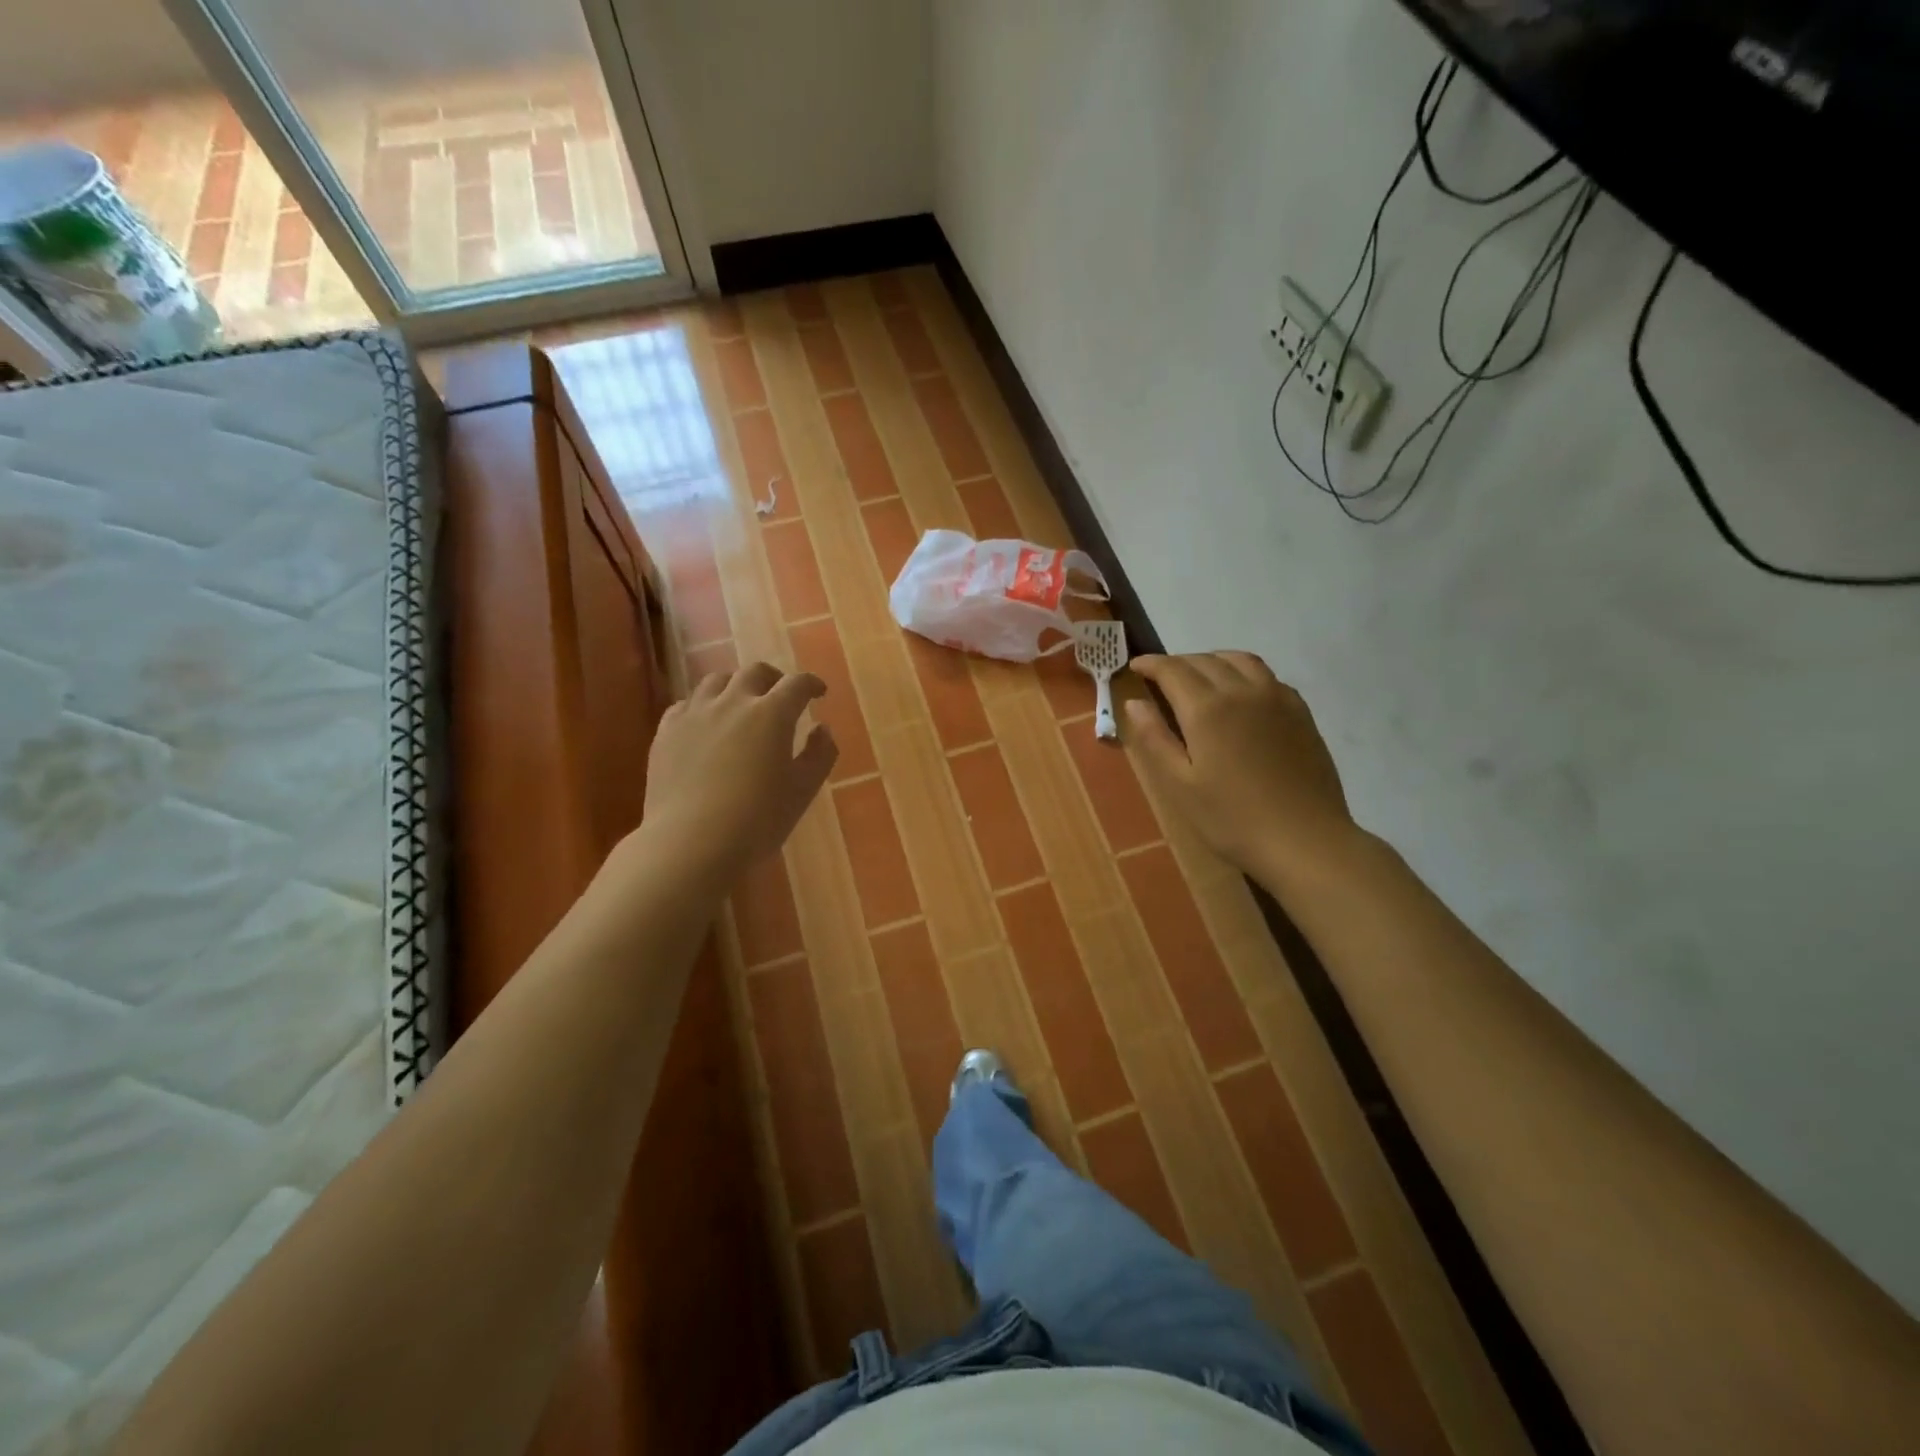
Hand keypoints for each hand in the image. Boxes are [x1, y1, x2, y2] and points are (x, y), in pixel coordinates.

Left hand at [640, 662, 837, 878]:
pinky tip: (706, 723)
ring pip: (716, 681)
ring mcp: (695, 713)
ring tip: (741, 703)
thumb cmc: (757, 820)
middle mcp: (733, 702)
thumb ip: (820, 755)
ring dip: (735, 686)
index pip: (797, 684)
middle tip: (781, 695)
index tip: (819, 693)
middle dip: (773, 678)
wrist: (690, 842)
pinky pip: (686, 704)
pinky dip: (703, 705)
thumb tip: (822, 729)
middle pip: (755, 672)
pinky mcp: (666, 731)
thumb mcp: (803, 791)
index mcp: (772, 714)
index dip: (811, 684)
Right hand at [1127, 652, 1359, 886]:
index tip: (1135, 666)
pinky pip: (1266, 676)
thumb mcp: (1179, 784)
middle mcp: (1242, 690)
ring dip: (1212, 661)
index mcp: (1207, 708)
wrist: (1304, 840)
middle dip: (1177, 663)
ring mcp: (1276, 698)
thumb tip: (1134, 702)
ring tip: (1198, 677)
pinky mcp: (1300, 711)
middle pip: (1204, 660)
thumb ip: (1154, 738)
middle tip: (1160, 678)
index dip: (1150, 664)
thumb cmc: (1231, 818)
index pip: (1172, 670)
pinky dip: (1243, 672)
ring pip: (1239, 660)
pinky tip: (1240, 694)